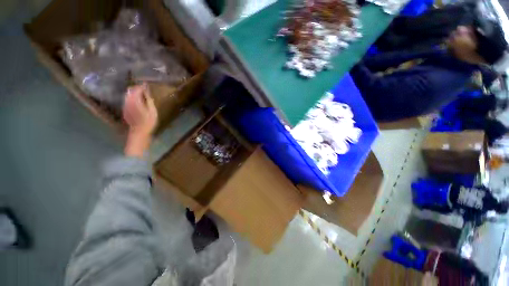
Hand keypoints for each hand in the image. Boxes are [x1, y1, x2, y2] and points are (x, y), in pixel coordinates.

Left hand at [123, 83, 157, 157]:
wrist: (139, 132)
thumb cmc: (148, 122)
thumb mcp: (152, 111)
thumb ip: (149, 100)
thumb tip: (147, 91)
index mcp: (135, 100)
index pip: (136, 89)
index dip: (141, 86)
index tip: (147, 85)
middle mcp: (128, 101)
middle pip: (130, 90)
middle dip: (136, 88)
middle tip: (144, 89)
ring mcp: (125, 105)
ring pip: (127, 95)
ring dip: (133, 93)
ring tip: (141, 95)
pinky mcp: (125, 109)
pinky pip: (127, 100)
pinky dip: (132, 98)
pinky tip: (137, 101)